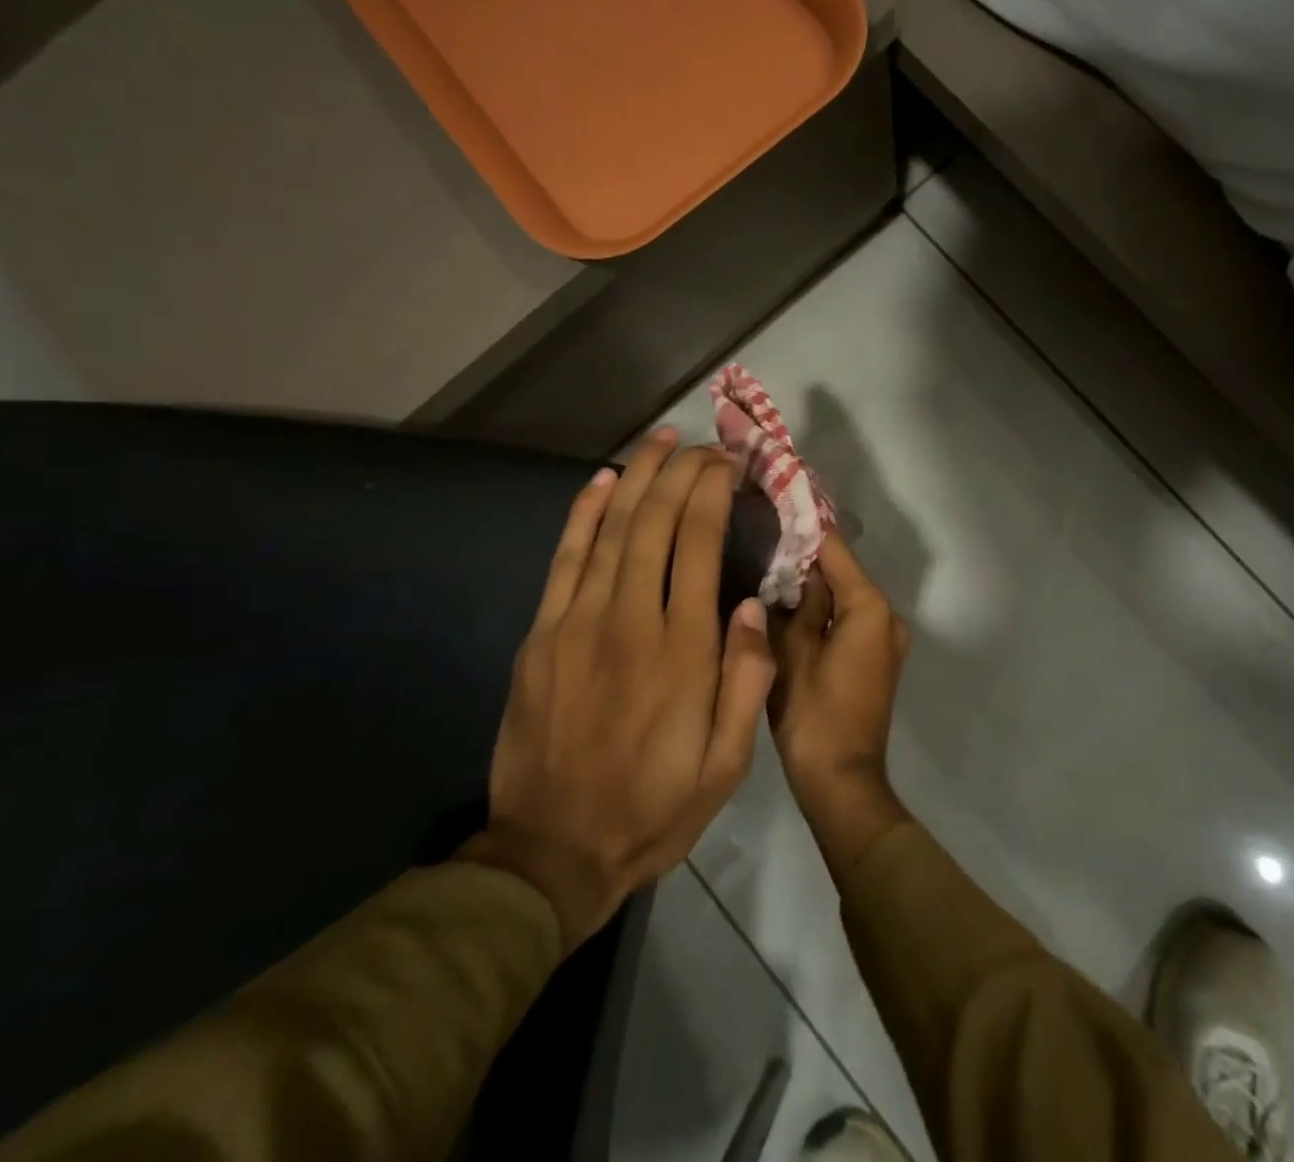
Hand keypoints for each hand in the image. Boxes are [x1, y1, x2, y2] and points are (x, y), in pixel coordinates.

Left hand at [460, 430, 775, 950]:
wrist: (551, 853)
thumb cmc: (653, 809)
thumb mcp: (726, 766)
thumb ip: (746, 681)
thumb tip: (751, 605)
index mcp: (683, 650)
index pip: (700, 544)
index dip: (713, 493)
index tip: (728, 464)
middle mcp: (631, 620)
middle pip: (657, 523)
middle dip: (682, 472)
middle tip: (703, 444)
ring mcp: (578, 623)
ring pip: (612, 529)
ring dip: (638, 477)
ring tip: (660, 441)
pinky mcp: (542, 635)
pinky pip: (565, 559)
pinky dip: (583, 514)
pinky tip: (601, 481)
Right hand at [769, 536, 913, 876]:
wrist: (841, 782)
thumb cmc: (814, 716)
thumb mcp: (792, 653)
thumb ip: (795, 605)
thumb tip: (794, 570)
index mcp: (870, 608)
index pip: (835, 551)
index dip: (804, 529)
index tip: (774, 506)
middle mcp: (886, 617)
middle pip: (842, 573)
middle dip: (805, 560)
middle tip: (761, 541)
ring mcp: (885, 639)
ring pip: (843, 597)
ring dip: (812, 587)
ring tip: (766, 568)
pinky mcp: (875, 659)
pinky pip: (847, 620)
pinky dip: (822, 612)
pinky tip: (786, 607)